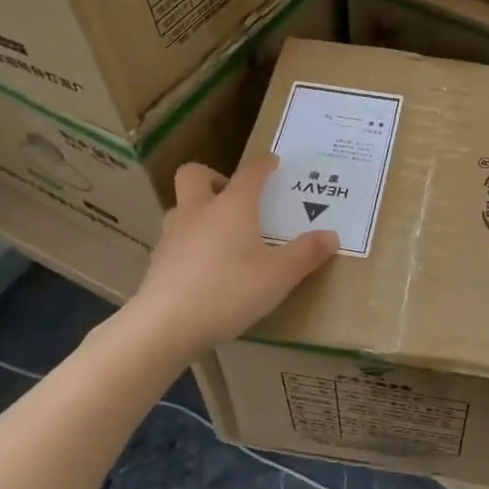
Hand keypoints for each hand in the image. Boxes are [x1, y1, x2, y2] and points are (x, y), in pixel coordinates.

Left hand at [124, 156, 337, 352]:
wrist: (165, 326)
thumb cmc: (229, 291)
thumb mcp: (279, 275)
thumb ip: (306, 253)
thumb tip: (331, 236)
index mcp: (232, 206)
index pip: (249, 173)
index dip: (263, 165)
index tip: (273, 163)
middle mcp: (198, 211)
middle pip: (194, 175)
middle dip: (214, 177)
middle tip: (234, 197)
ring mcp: (172, 236)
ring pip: (180, 208)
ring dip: (198, 211)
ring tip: (220, 233)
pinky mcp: (157, 262)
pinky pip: (175, 240)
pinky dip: (190, 243)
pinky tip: (204, 267)